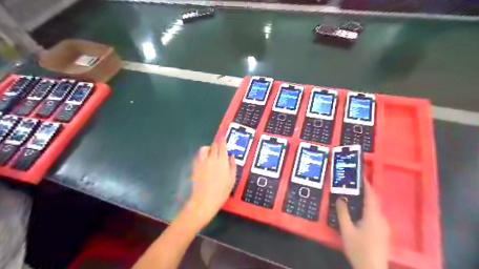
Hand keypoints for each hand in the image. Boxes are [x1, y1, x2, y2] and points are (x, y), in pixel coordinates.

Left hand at [180, 138, 234, 230]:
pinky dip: (202, 154)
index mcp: (222, 161)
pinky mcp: (195, 166)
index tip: (223, 138)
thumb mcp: (232, 179)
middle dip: (217, 145)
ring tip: (211, 153)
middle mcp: (212, 158)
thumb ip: (232, 165)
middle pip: (214, 145)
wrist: (204, 200)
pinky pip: (199, 155)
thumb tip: (231, 156)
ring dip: (209, 148)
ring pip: (205, 148)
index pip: (222, 146)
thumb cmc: (221, 192)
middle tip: (220, 149)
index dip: (223, 140)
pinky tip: (205, 159)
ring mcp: (202, 162)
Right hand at [336, 179, 387, 268]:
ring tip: (353, 197)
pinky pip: (375, 216)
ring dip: (366, 201)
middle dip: (365, 192)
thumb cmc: (359, 249)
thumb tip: (340, 198)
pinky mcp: (383, 233)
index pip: (371, 196)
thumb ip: (343, 213)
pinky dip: (367, 209)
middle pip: (374, 201)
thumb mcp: (347, 230)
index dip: (366, 185)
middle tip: (353, 185)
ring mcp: (384, 227)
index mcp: (373, 216)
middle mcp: (381, 219)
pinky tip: (358, 213)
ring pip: (375, 209)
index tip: (360, 176)